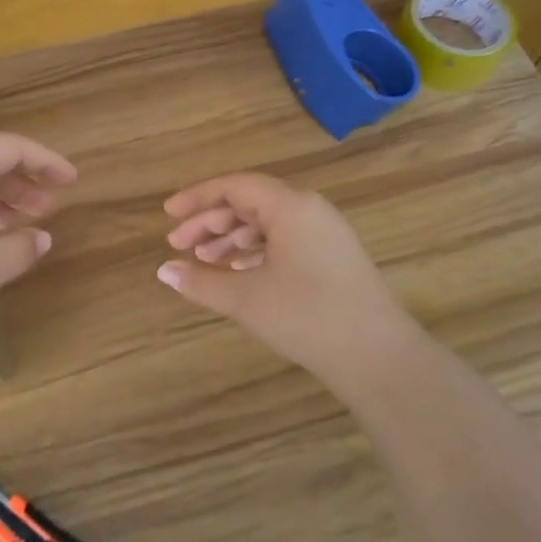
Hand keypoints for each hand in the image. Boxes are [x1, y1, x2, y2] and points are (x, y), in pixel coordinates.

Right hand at [157, 173, 421, 384]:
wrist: (377, 355)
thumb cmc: (306, 316)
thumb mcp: (245, 298)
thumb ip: (200, 281)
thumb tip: (163, 271)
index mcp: (290, 206)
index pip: (235, 186)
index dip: (197, 197)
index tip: (168, 214)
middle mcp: (310, 211)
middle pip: (250, 203)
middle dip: (210, 222)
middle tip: (178, 245)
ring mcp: (325, 234)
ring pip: (267, 224)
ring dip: (231, 239)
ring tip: (203, 261)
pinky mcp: (333, 258)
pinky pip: (284, 241)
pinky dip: (255, 252)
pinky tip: (236, 272)